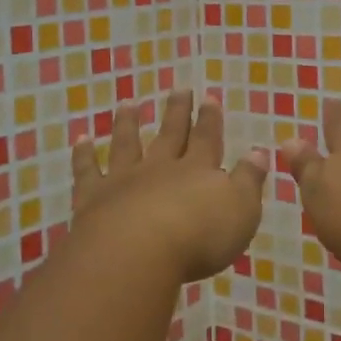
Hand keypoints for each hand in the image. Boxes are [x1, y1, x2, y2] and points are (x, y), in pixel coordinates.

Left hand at [71, 91, 267, 283]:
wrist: (138, 252)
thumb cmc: (198, 236)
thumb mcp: (241, 210)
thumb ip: (249, 180)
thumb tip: (259, 151)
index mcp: (197, 170)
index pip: (206, 138)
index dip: (209, 118)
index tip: (208, 96)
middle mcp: (161, 168)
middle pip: (170, 134)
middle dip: (176, 112)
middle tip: (178, 88)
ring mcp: (124, 180)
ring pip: (127, 144)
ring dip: (128, 123)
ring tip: (129, 103)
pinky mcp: (94, 198)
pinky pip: (87, 171)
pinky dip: (84, 155)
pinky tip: (82, 140)